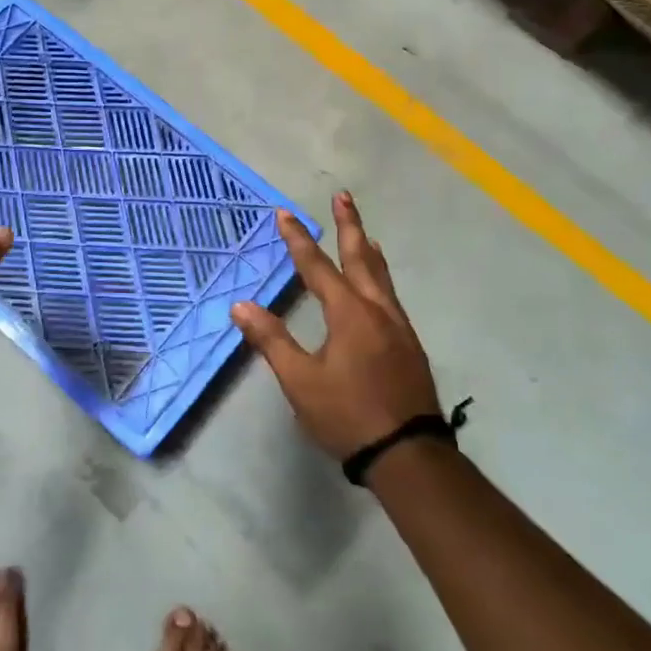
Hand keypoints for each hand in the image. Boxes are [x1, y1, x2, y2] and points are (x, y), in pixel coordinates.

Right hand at [232, 193, 439, 459]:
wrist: (408, 454)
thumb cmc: (347, 415)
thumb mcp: (300, 380)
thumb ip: (271, 340)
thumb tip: (241, 306)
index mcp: (349, 314)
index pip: (316, 267)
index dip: (298, 239)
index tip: (284, 213)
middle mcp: (377, 310)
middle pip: (361, 257)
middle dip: (349, 225)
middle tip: (343, 196)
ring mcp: (399, 327)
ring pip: (381, 276)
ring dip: (368, 249)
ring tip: (364, 233)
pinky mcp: (409, 345)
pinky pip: (391, 296)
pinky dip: (380, 277)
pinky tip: (378, 287)